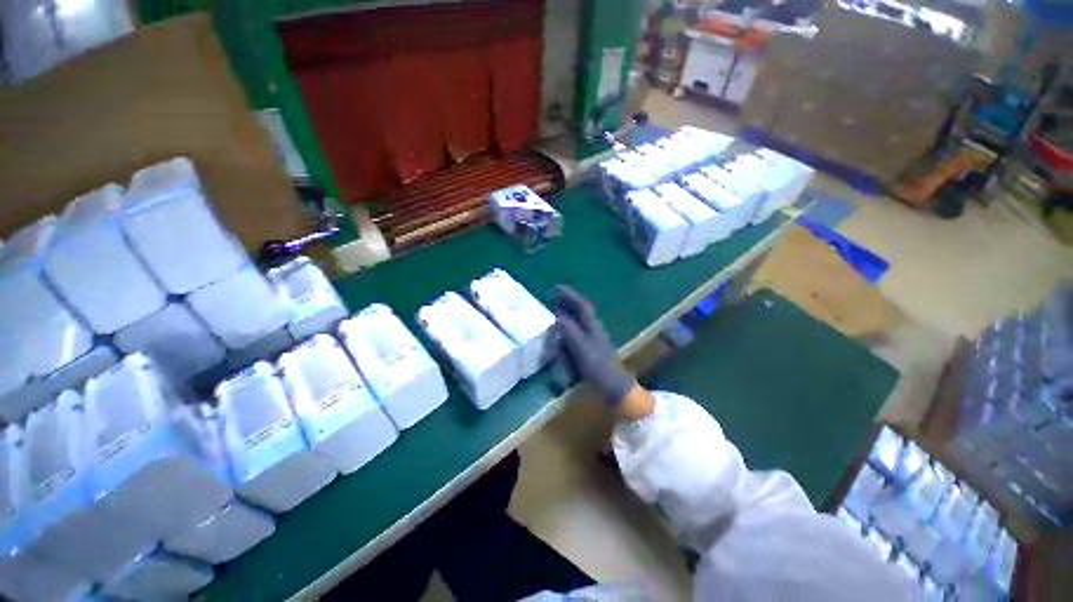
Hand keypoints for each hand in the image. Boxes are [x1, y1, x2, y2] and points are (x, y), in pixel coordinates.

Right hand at [554, 286, 635, 406]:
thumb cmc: (597, 366)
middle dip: (568, 301)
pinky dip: (569, 324)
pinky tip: (562, 328)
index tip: (557, 288)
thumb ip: (570, 332)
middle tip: (553, 296)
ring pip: (580, 318)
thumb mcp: (581, 348)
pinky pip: (578, 329)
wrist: (612, 386)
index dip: (570, 295)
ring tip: (555, 308)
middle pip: (581, 310)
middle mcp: (594, 328)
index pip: (582, 305)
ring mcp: (593, 337)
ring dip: (568, 311)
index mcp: (593, 325)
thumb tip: (559, 317)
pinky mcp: (590, 346)